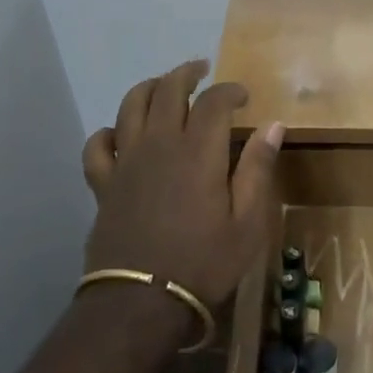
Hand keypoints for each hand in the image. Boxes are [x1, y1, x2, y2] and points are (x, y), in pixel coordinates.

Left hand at [80, 60, 285, 307]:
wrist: (142, 302)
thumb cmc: (204, 262)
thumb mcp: (248, 222)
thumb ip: (258, 169)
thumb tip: (273, 125)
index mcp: (198, 150)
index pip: (214, 101)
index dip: (230, 90)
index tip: (243, 95)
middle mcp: (159, 143)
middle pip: (168, 90)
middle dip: (187, 74)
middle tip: (201, 70)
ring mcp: (127, 161)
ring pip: (130, 105)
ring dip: (149, 87)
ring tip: (163, 86)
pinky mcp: (104, 183)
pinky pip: (98, 145)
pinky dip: (107, 132)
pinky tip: (119, 134)